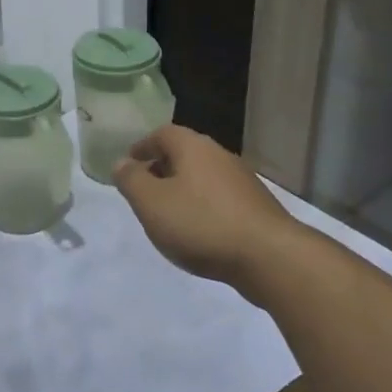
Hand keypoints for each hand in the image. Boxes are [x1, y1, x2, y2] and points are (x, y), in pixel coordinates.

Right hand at [112, 125, 295, 287]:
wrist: (270, 257)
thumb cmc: (201, 224)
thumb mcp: (151, 203)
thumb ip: (131, 180)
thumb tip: (121, 163)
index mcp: (193, 147)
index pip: (163, 133)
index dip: (142, 146)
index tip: (129, 164)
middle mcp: (220, 156)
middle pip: (185, 153)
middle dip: (162, 168)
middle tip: (144, 191)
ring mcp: (243, 182)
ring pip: (203, 177)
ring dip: (183, 189)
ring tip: (168, 215)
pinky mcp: (257, 208)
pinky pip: (220, 199)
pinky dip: (203, 207)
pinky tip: (198, 232)